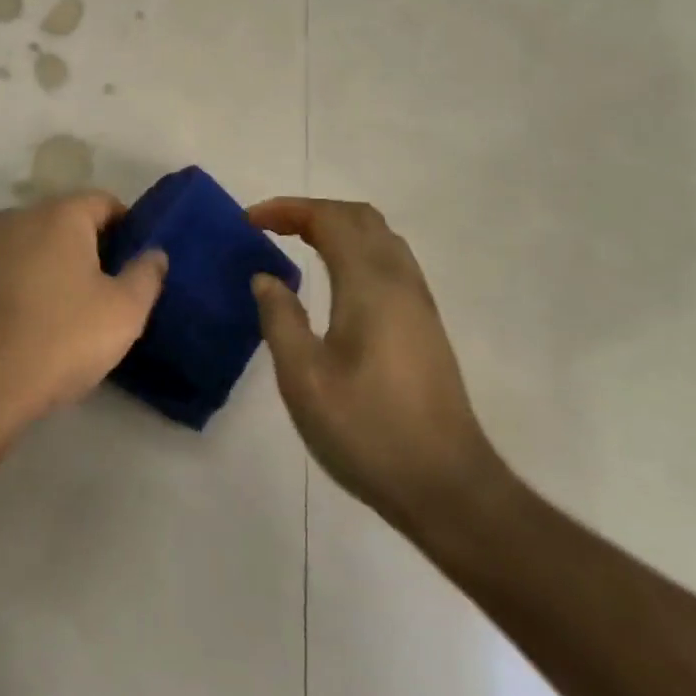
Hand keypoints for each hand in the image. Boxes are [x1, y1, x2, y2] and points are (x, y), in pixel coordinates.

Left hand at [0, 192, 167, 441]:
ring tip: (56, 309)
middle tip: (100, 287)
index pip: (101, 201)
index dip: (125, 225)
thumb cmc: (59, 342)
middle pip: (59, 221)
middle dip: (82, 246)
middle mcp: (12, 219)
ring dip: (42, 265)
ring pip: (22, 246)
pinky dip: (9, 286)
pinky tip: (16, 325)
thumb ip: (146, 275)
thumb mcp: (123, 314)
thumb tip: (154, 253)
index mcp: (57, 216)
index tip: (133, 259)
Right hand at [248, 198, 502, 532]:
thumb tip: (265, 278)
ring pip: (380, 237)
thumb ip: (279, 318)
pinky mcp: (425, 325)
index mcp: (370, 285)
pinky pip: (389, 261)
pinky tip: (334, 280)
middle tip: (270, 227)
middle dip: (311, 212)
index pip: (329, 220)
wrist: (447, 486)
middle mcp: (400, 281)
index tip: (248, 221)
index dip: (287, 209)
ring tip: (296, 243)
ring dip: (336, 227)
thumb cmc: (367, 430)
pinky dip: (355, 249)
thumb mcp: (303, 378)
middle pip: (360, 218)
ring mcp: (419, 303)